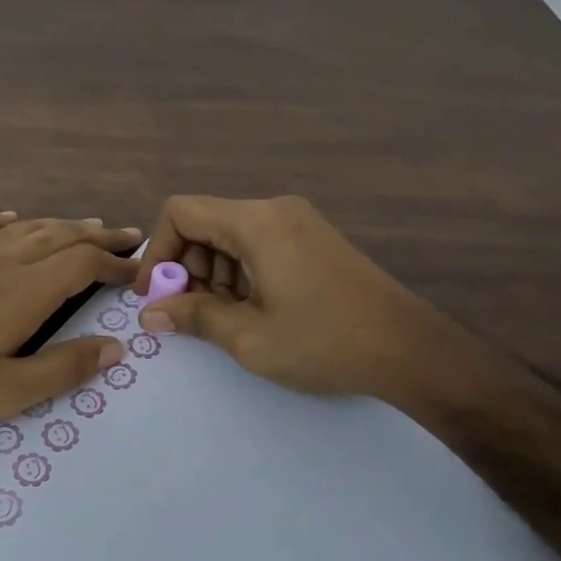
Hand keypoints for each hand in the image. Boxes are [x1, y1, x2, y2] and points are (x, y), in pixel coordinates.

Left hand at [0, 212, 140, 446]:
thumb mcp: (6, 393)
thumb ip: (64, 367)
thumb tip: (116, 346)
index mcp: (21, 293)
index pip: (81, 264)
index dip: (115, 262)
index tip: (138, 269)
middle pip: (57, 236)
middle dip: (97, 234)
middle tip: (128, 234)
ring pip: (22, 229)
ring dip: (58, 224)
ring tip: (84, 224)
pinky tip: (9, 217)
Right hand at [134, 195, 439, 399]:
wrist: (410, 350)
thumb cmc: (323, 342)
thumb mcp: (248, 336)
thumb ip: (193, 317)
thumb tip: (150, 314)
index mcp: (255, 222)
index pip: (180, 212)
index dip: (157, 252)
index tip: (155, 296)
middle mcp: (274, 210)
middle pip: (206, 224)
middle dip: (187, 269)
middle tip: (192, 316)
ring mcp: (298, 222)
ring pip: (231, 238)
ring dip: (214, 276)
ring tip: (228, 321)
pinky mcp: (313, 240)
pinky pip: (259, 246)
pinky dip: (242, 275)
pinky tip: (256, 312)